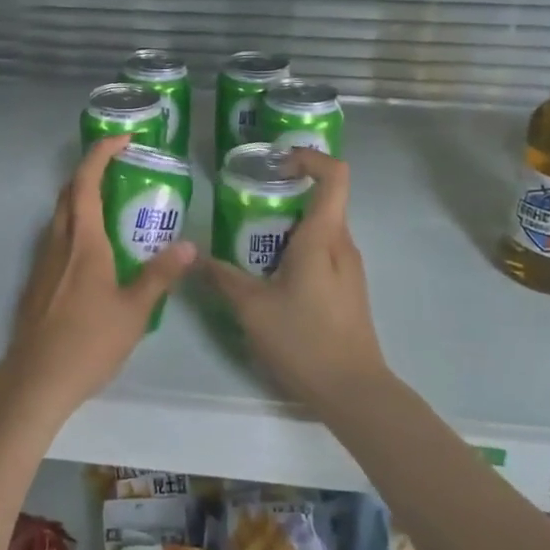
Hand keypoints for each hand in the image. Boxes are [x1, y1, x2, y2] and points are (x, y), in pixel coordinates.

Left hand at [0, 134, 196, 418]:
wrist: (36, 378)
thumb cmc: (89, 341)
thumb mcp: (135, 310)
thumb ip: (160, 275)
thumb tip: (190, 245)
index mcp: (83, 241)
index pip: (86, 181)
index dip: (101, 153)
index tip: (123, 139)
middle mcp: (59, 242)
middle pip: (68, 192)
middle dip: (90, 171)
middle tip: (120, 168)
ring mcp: (43, 261)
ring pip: (59, 215)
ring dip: (81, 198)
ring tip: (113, 205)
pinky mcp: (37, 280)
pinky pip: (56, 237)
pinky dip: (75, 225)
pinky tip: (95, 250)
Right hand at [203, 149, 387, 406]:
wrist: (353, 391)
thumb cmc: (304, 340)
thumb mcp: (252, 307)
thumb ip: (223, 277)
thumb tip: (195, 257)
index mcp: (323, 237)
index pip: (334, 175)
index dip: (309, 158)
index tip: (277, 163)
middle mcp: (342, 244)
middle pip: (322, 199)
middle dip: (286, 193)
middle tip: (248, 202)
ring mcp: (349, 267)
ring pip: (321, 228)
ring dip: (289, 224)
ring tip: (251, 239)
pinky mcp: (348, 288)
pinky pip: (324, 251)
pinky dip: (298, 248)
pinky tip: (271, 274)